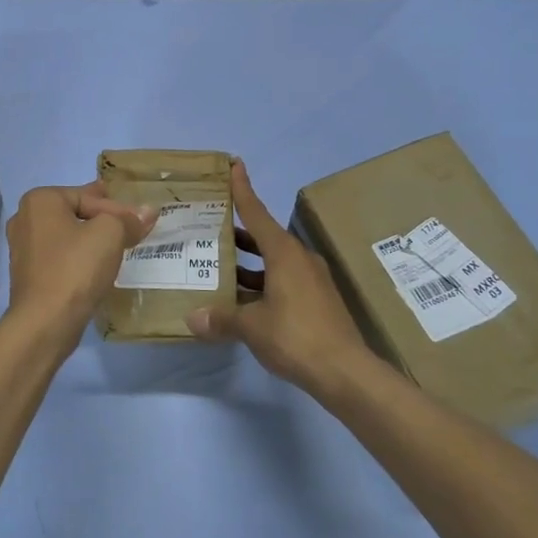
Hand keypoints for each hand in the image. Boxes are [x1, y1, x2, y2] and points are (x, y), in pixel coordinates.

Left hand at [4, 182, 155, 354]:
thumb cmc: (75, 268)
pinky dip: (78, 257)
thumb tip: (147, 212)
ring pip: (66, 235)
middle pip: (74, 212)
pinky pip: (60, 257)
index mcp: (40, 200)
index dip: (119, 209)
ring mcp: (23, 248)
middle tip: (126, 221)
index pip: (88, 197)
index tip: (142, 222)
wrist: (45, 322)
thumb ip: (128, 219)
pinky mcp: (28, 275)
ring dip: (89, 238)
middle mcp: (25, 219)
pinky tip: (94, 265)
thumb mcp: (110, 234)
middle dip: (102, 217)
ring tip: (114, 243)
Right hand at [187, 160, 377, 399]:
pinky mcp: (317, 300)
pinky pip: (282, 281)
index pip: (257, 213)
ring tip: (217, 265)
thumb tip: (191, 319)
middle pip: (264, 237)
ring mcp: (312, 280)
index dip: (243, 190)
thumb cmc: (296, 336)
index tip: (234, 165)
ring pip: (273, 261)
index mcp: (284, 253)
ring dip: (248, 262)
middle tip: (209, 226)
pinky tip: (241, 299)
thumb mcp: (251, 327)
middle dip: (238, 232)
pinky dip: (261, 283)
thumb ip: (221, 319)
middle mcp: (299, 259)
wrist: (346, 372)